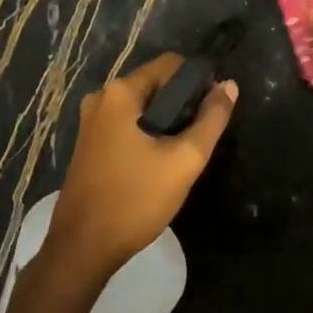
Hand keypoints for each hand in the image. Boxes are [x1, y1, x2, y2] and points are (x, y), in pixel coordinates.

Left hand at [48, 54, 237, 278]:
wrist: (83, 248)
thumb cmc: (135, 200)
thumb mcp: (184, 160)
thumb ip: (211, 120)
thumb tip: (229, 85)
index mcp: (120, 93)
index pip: (171, 64)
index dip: (199, 81)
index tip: (214, 110)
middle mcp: (101, 97)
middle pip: (156, 84)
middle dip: (182, 104)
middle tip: (200, 137)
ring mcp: (91, 121)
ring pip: (142, 107)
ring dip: (166, 122)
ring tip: (182, 153)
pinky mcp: (89, 143)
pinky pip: (127, 124)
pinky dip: (147, 134)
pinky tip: (158, 163)